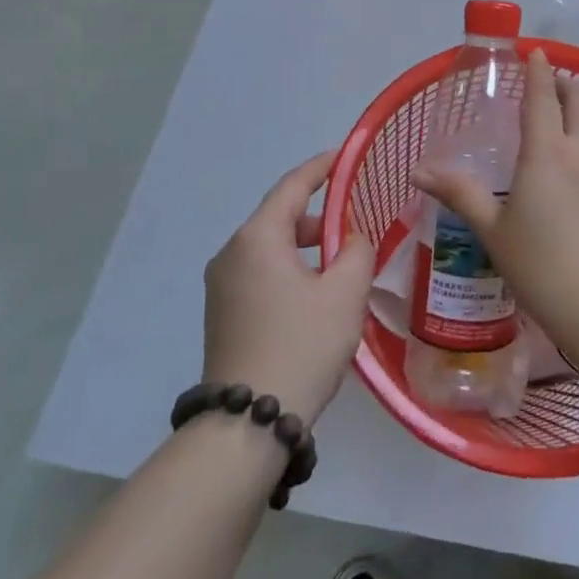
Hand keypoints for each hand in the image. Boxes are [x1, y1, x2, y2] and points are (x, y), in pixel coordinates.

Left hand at [202, 152, 374, 423]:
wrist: (249, 422)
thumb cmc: (302, 344)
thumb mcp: (345, 292)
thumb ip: (356, 251)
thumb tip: (350, 240)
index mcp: (257, 238)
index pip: (293, 186)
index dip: (322, 167)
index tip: (347, 155)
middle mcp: (231, 253)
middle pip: (279, 216)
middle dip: (319, 215)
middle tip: (356, 222)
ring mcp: (221, 285)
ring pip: (270, 247)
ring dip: (306, 246)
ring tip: (342, 263)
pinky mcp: (222, 313)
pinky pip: (260, 273)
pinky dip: (290, 269)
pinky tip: (316, 294)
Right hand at [414, 51, 578, 354]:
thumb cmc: (541, 266)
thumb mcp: (493, 231)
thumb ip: (460, 194)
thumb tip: (419, 171)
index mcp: (547, 152)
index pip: (543, 97)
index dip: (539, 71)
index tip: (536, 52)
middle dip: (568, 84)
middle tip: (553, 83)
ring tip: (570, 114)